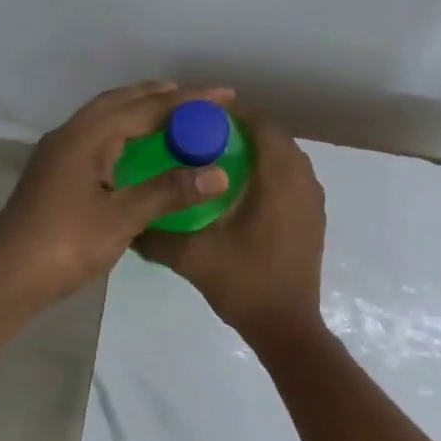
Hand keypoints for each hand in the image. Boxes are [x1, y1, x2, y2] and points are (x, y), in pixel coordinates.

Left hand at [0, 80, 234, 307]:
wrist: (6, 277)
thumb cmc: (65, 244)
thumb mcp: (122, 218)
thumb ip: (168, 192)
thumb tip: (218, 173)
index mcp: (86, 137)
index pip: (145, 108)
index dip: (188, 101)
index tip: (224, 95)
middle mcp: (70, 135)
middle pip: (120, 103)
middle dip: (160, 97)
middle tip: (198, 99)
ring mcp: (59, 155)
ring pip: (105, 119)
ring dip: (138, 111)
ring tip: (171, 116)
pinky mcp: (55, 174)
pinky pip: (97, 138)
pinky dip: (124, 133)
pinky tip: (136, 151)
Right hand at [136, 111, 327, 341]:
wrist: (287, 326)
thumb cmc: (245, 283)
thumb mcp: (193, 257)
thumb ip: (157, 236)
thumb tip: (127, 222)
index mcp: (280, 178)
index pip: (260, 124)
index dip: (230, 115)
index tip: (196, 119)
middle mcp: (304, 179)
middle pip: (274, 137)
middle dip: (240, 132)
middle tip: (200, 139)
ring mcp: (313, 199)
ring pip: (285, 158)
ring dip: (256, 153)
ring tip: (216, 162)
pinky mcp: (313, 217)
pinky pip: (292, 179)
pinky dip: (269, 173)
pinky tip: (239, 193)